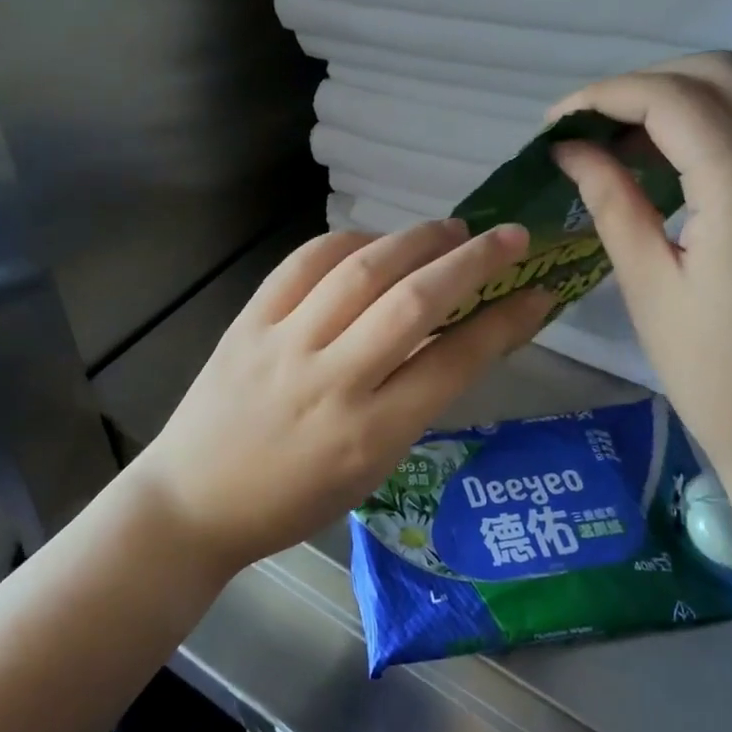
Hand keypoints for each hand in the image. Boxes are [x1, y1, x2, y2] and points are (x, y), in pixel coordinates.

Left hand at [136, 221, 554, 571]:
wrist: (194, 502)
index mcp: (371, 435)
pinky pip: (302, 263)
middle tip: (508, 236)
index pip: (454, 362)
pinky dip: (346, 242)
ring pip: (361, 272)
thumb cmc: (292, 501)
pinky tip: (372, 241)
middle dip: (471, 262)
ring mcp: (285, 345)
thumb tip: (457, 336)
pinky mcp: (248, 322)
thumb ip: (414, 401)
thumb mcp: (371, 469)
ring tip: (449, 228)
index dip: (504, 321)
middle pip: (414, 303)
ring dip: (415, 240)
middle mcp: (332, 381)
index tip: (537, 291)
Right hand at [549, 53, 731, 490]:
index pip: (673, 100)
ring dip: (688, 96)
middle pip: (721, 74)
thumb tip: (572, 149)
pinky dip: (724, 121)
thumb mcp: (648, 285)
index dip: (605, 96)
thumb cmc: (713, 375)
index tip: (556, 123)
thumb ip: (612, 200)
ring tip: (631, 142)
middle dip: (646, 84)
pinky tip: (684, 165)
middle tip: (592, 128)